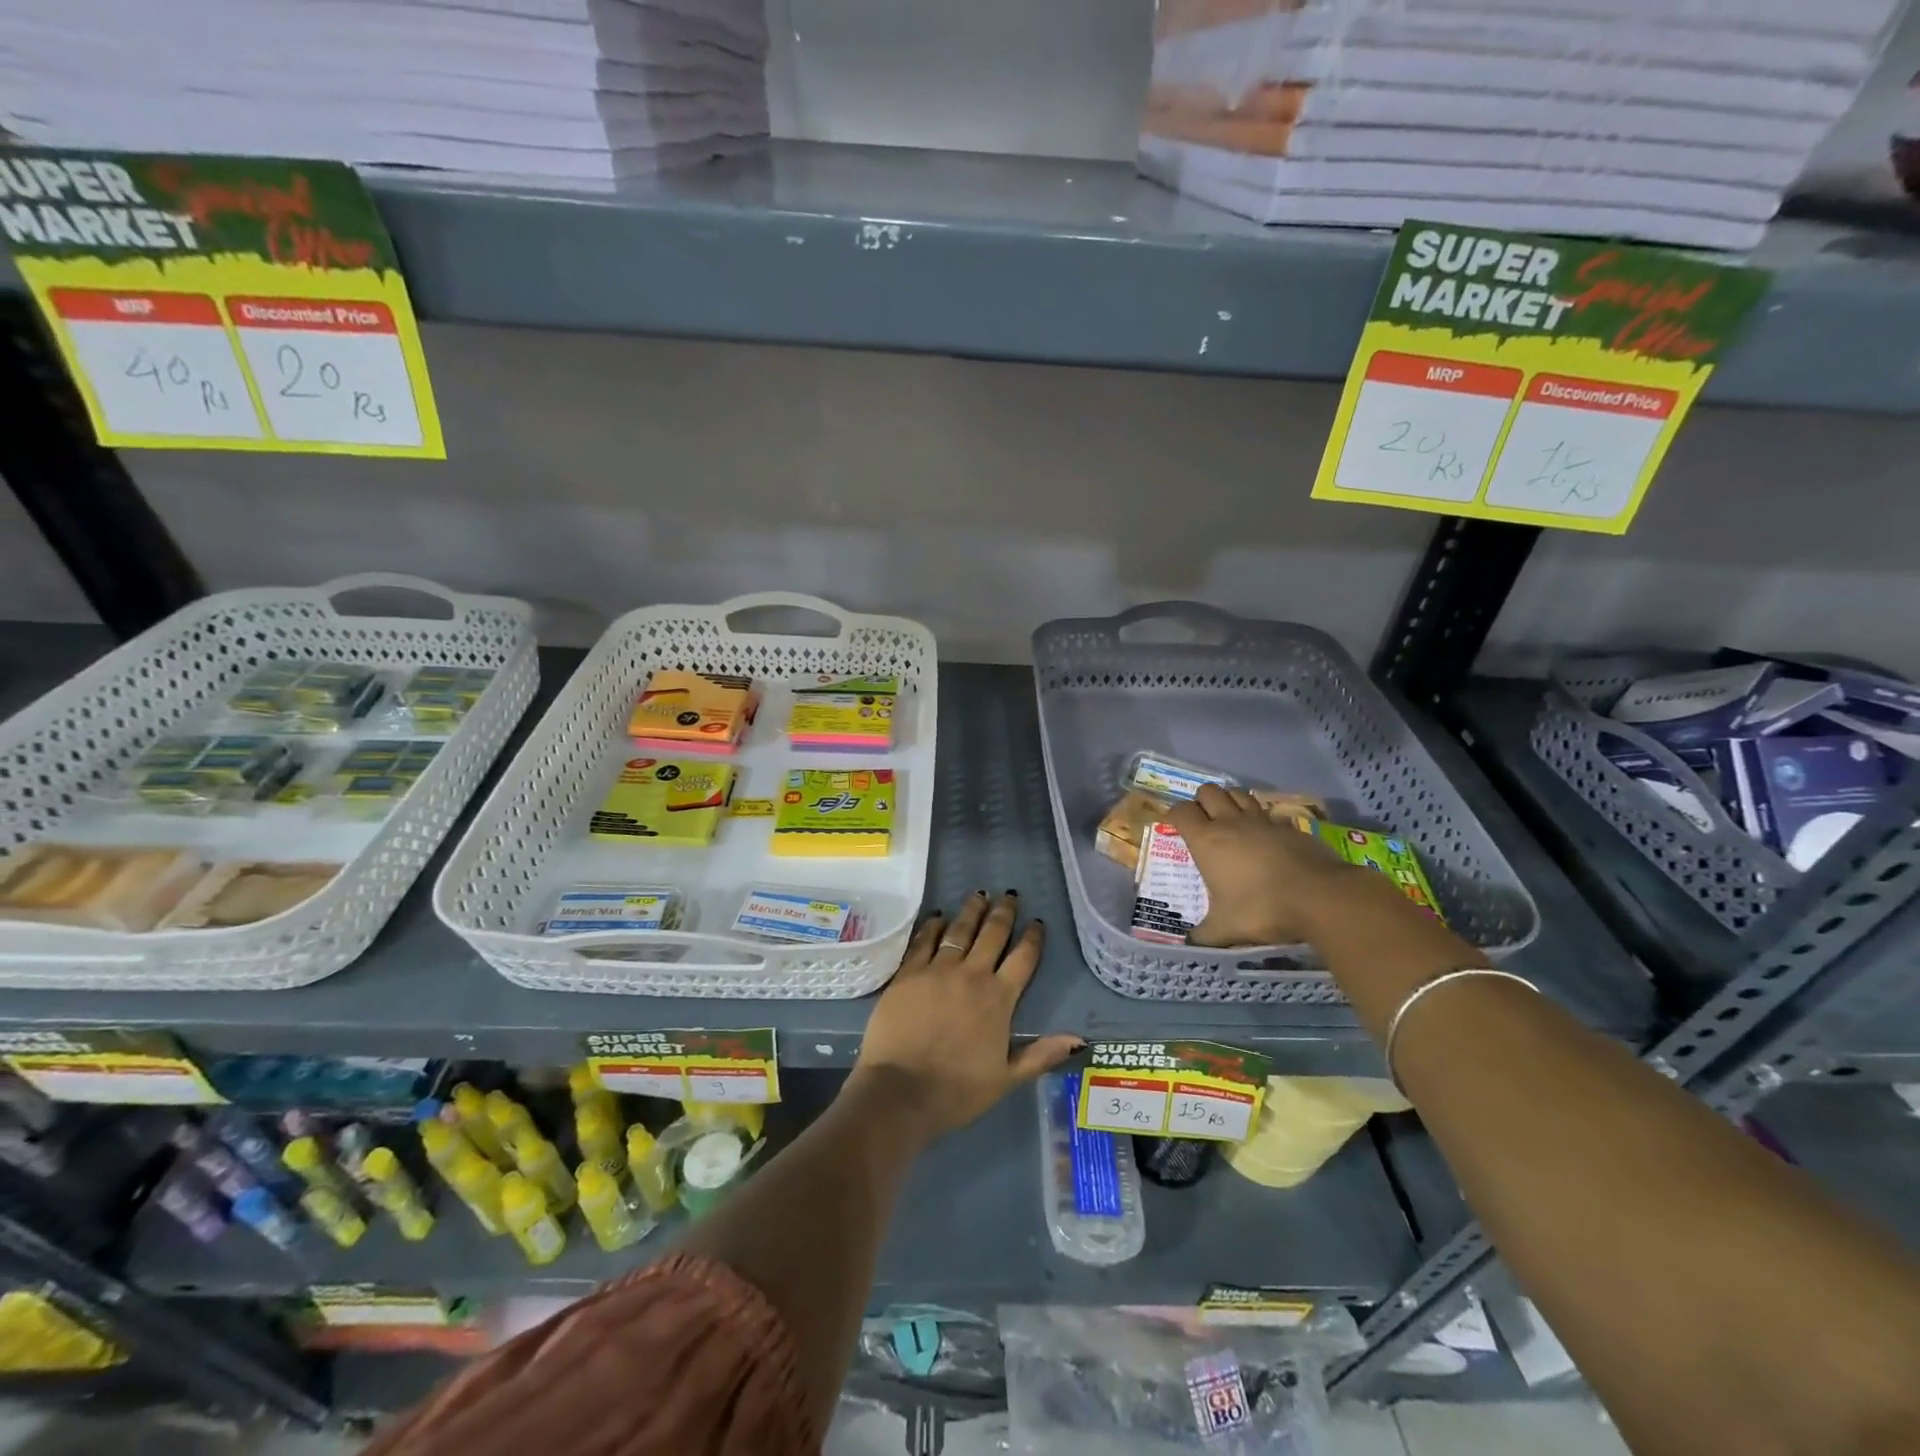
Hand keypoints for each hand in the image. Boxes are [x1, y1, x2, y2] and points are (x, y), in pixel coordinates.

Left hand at [852, 893, 1082, 1146]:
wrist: (900, 1092)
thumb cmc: (957, 1090)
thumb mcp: (1007, 1079)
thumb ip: (1041, 1055)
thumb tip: (1079, 1040)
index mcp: (999, 999)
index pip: (1023, 959)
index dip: (1032, 938)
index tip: (1037, 922)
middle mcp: (971, 975)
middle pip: (992, 934)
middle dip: (1003, 913)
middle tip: (1009, 896)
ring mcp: (937, 970)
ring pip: (959, 930)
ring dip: (971, 911)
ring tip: (979, 895)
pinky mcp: (908, 973)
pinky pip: (924, 941)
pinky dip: (934, 926)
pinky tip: (939, 917)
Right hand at [1167, 784, 1357, 947]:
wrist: (1319, 897)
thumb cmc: (1261, 908)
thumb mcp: (1226, 929)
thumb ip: (1204, 934)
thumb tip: (1190, 943)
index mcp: (1207, 840)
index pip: (1181, 811)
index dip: (1174, 815)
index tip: (1174, 826)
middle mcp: (1231, 823)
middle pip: (1209, 791)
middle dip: (1201, 801)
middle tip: (1202, 821)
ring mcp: (1263, 821)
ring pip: (1239, 793)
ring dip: (1230, 801)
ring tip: (1230, 820)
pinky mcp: (1289, 827)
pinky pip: (1268, 814)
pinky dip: (1262, 819)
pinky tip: (1265, 837)